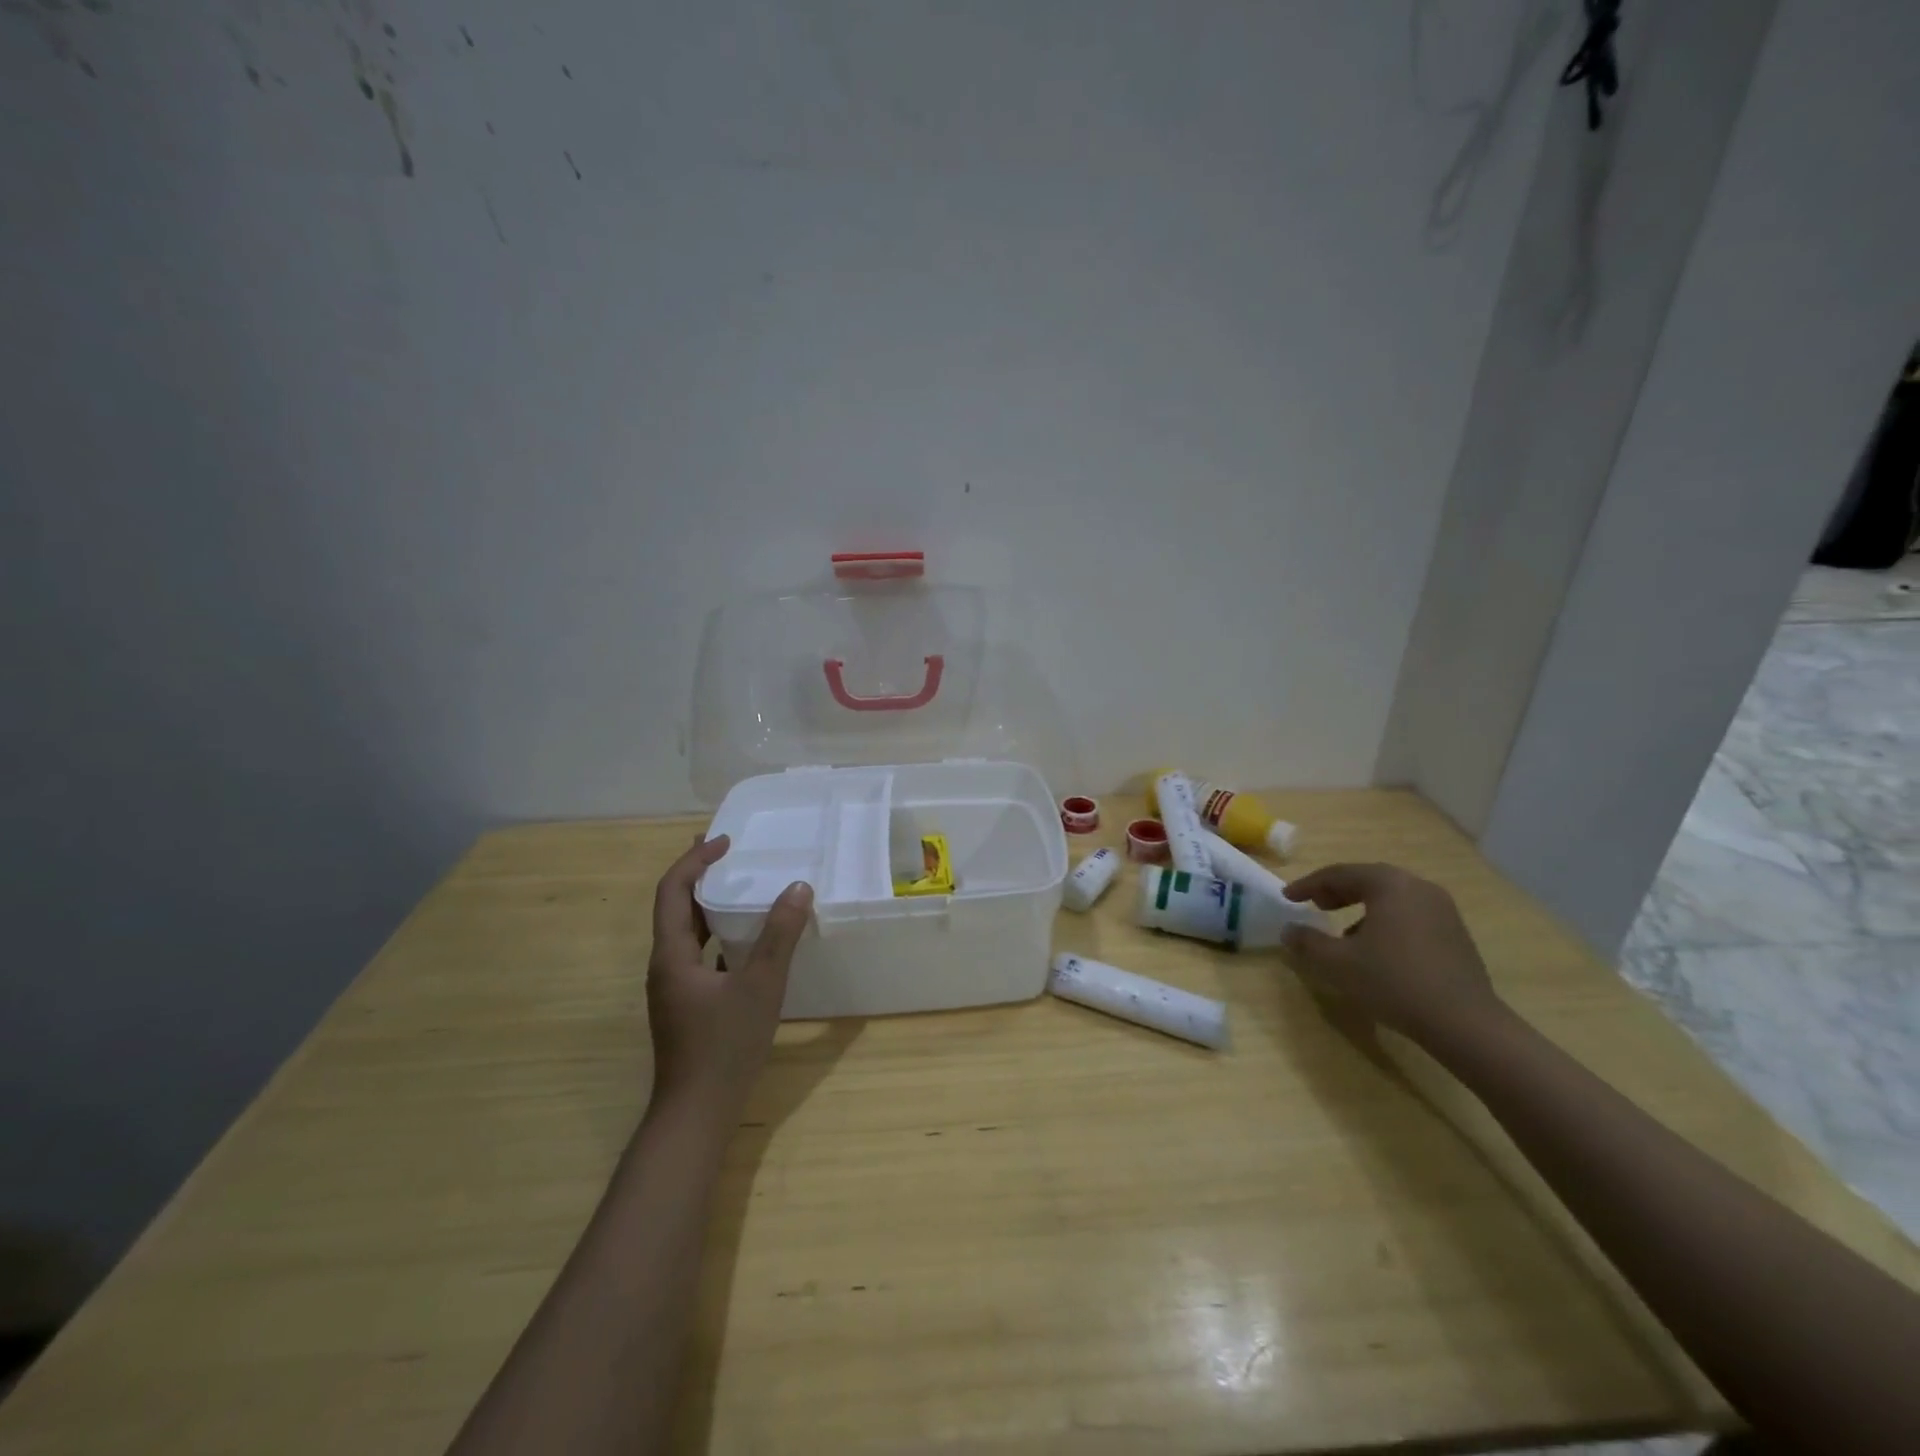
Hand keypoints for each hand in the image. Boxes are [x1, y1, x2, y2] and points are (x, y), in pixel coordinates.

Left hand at [647, 835, 813, 1113]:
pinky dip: (716, 933)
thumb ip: (780, 937)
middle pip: (674, 907)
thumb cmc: (724, 1047)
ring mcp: (673, 987)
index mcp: (671, 955)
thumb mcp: (761, 987)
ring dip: (707, 903)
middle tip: (729, 851)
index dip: (694, 860)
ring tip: (736, 885)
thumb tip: (798, 888)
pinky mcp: (686, 1004)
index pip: (672, 891)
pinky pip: (698, 953)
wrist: (696, 1113)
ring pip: (685, 932)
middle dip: (698, 874)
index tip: (725, 841)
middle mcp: (664, 966)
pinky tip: (743, 939)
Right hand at [1280, 863, 1502, 1042]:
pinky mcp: (1455, 934)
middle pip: (1369, 880)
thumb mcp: (1337, 963)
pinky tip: (1377, 949)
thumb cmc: (1394, 982)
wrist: (1465, 1024)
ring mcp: (1443, 910)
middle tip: (1314, 905)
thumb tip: (1289, 930)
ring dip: (1361, 907)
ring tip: (1343, 932)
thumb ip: (1307, 942)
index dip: (1309, 885)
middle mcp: (1418, 888)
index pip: (1340, 874)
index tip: (1287, 897)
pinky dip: (1385, 921)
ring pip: (1391, 898)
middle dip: (1337, 891)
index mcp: (1390, 885)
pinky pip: (1410, 915)